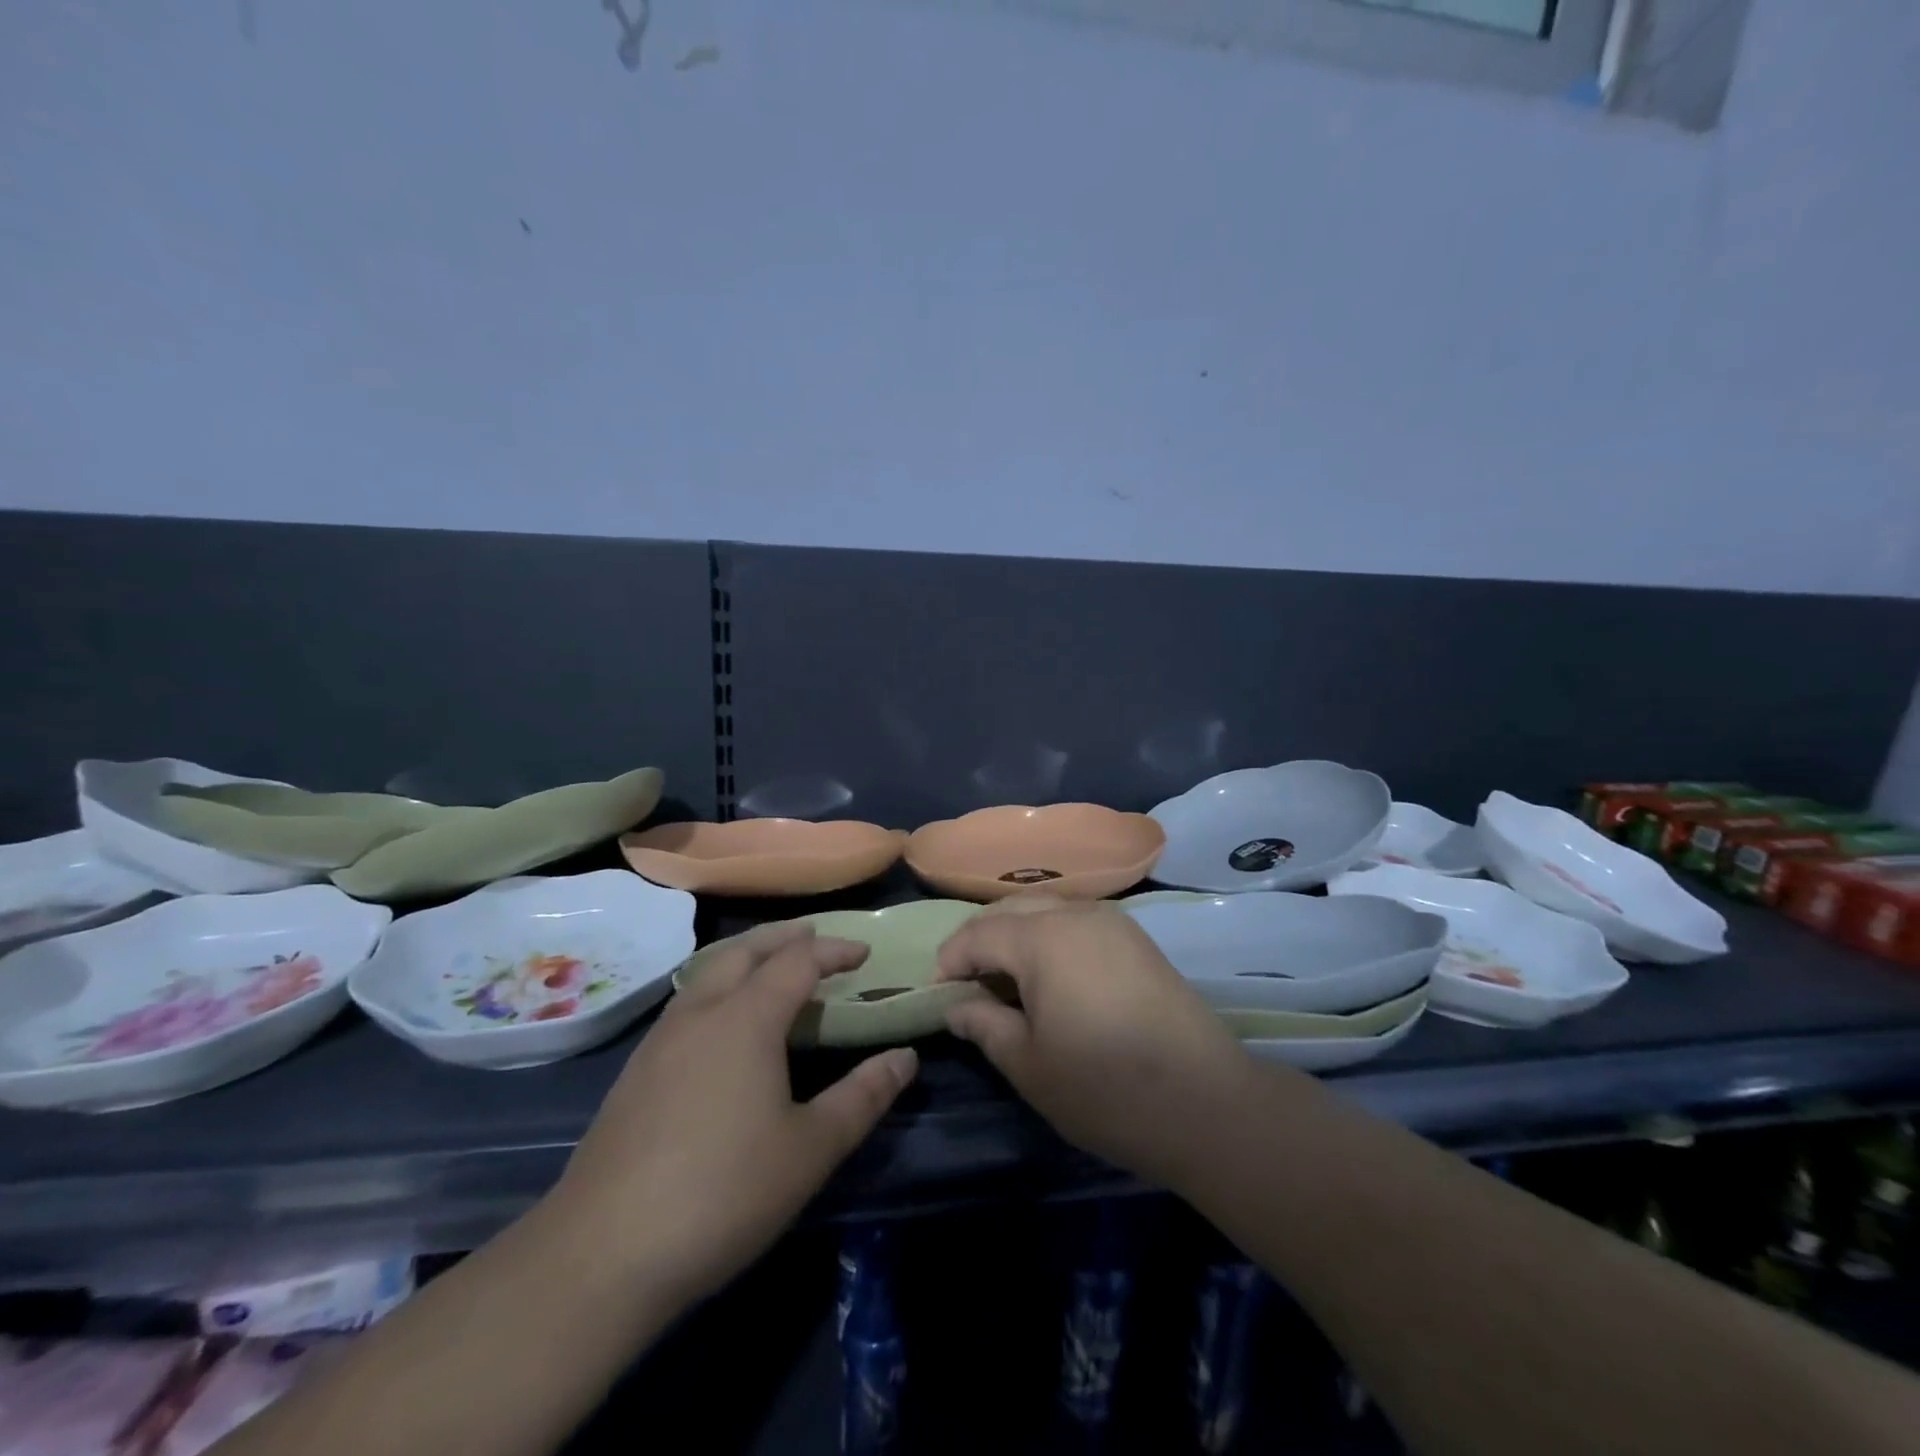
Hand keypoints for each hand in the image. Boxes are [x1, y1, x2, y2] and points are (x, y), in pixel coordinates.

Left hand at [549, 922, 917, 1305]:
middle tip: (816, 938)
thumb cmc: (723, 1193)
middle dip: (785, 937)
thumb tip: (905, 1058)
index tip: (864, 953)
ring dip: (747, 957)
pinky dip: (719, 986)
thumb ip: (863, 1097)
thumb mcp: (810, 1149)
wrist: (600, 1255)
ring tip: (773, 969)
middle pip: (745, 949)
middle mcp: (701, 1012)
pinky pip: (688, 1001)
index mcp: (746, 1019)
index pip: (797, 960)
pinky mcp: (636, 1071)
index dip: (834, 950)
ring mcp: (661, 1040)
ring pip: (709, 972)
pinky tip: (724, 1024)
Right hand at [936, 900, 1259, 1190]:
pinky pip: (1076, 921)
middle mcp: (1076, 913)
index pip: (977, 934)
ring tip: (1007, 981)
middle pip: (1010, 909)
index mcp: (1042, 938)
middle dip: (980, 940)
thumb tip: (956, 1005)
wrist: (1206, 1102)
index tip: (939, 995)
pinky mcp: (1136, 938)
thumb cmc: (1105, 1088)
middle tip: (969, 985)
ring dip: (1016, 935)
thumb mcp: (1029, 1065)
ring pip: (1045, 909)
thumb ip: (984, 1025)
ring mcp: (1112, 921)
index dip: (950, 961)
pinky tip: (1052, 978)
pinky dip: (1050, 937)